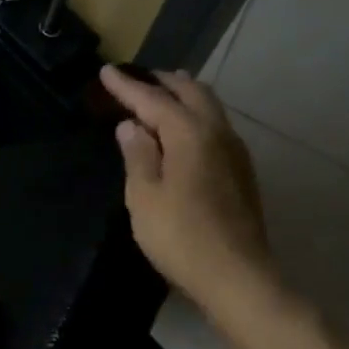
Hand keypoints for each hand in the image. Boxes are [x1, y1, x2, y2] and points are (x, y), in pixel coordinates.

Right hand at [100, 66, 272, 307]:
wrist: (237, 277)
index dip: (127, 86)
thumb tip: (131, 126)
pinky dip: (196, 116)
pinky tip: (185, 131)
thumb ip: (137, 155)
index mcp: (190, 134)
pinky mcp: (242, 172)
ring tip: (162, 94)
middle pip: (191, 92)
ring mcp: (235, 152)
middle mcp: (217, 132)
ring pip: (210, 107)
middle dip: (163, 81)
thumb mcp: (144, 197)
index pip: (153, 99)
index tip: (106, 71)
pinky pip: (217, 126)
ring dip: (184, 95)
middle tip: (137, 78)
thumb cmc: (181, 237)